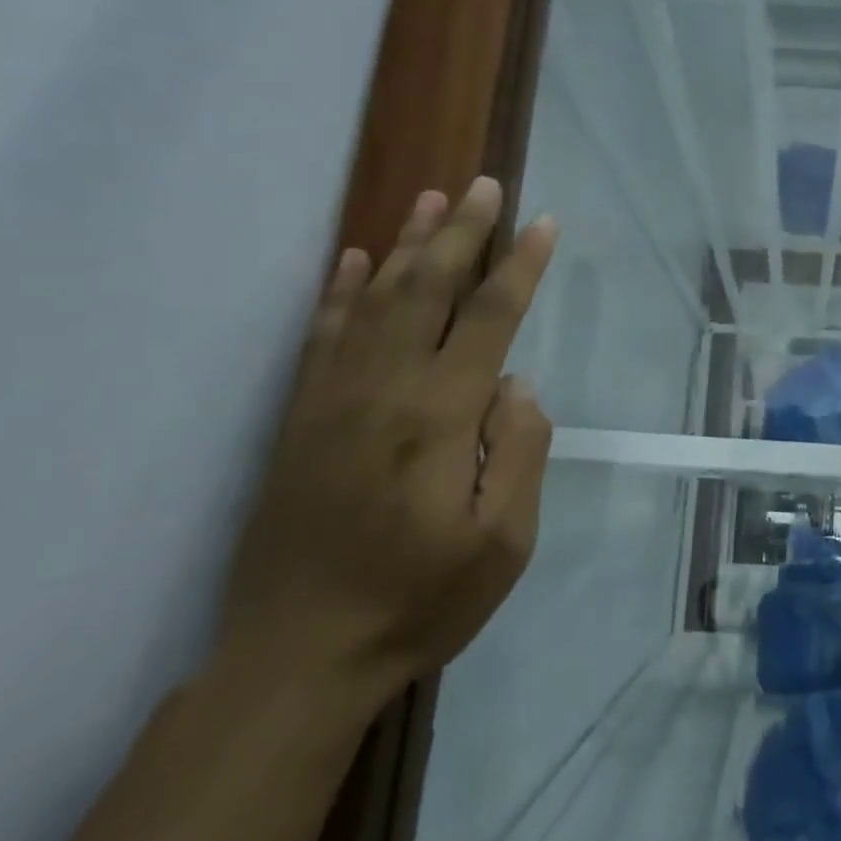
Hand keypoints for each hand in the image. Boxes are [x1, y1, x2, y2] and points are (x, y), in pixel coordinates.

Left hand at [220, 178, 557, 701]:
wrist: (297, 657)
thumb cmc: (419, 601)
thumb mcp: (504, 542)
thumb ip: (522, 451)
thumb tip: (516, 383)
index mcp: (440, 416)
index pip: (491, 318)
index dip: (521, 265)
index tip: (544, 222)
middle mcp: (384, 389)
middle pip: (429, 290)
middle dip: (463, 232)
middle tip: (485, 184)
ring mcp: (334, 399)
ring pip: (376, 300)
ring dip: (407, 244)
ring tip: (431, 199)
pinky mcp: (301, 418)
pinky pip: (324, 336)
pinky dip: (342, 291)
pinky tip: (357, 259)